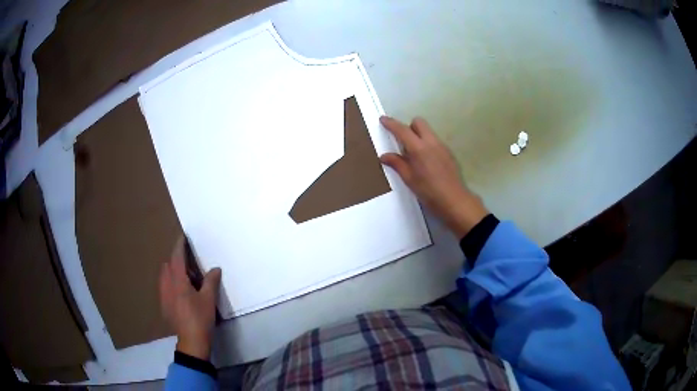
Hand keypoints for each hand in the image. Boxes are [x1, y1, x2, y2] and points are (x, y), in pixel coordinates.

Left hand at [159, 237, 221, 359]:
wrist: (191, 341)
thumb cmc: (200, 318)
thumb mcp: (209, 299)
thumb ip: (211, 281)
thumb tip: (215, 268)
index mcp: (178, 281)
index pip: (176, 258)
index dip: (179, 246)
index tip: (183, 237)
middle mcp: (167, 285)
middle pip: (167, 265)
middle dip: (175, 260)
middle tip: (189, 263)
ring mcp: (163, 296)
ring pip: (164, 276)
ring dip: (172, 272)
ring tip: (185, 278)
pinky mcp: (164, 305)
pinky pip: (164, 287)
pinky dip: (170, 283)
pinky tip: (180, 293)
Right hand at [380, 116, 488, 237]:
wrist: (454, 200)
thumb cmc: (429, 191)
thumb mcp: (409, 179)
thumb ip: (397, 164)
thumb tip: (384, 156)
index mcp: (419, 148)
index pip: (402, 130)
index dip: (391, 123)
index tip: (383, 119)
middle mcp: (431, 142)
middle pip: (418, 122)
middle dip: (409, 127)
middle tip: (402, 142)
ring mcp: (442, 146)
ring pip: (428, 131)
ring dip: (418, 136)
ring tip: (414, 155)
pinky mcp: (448, 153)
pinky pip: (435, 141)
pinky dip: (427, 144)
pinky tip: (426, 162)